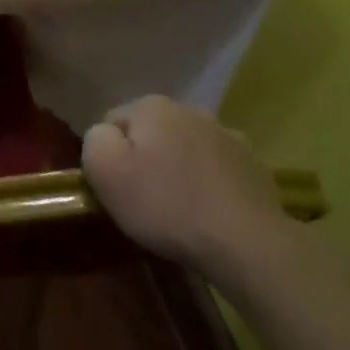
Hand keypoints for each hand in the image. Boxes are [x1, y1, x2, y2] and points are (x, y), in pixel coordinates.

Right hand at [81, 96, 290, 274]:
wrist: (246, 243)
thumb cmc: (165, 204)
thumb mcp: (105, 171)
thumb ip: (95, 140)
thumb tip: (105, 135)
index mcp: (152, 106)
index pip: (113, 122)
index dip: (109, 156)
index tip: (116, 187)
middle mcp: (191, 110)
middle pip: (151, 133)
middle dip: (145, 158)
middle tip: (144, 199)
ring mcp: (228, 136)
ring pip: (185, 149)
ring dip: (178, 169)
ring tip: (178, 209)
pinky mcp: (254, 166)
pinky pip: (216, 171)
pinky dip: (208, 185)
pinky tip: (208, 213)